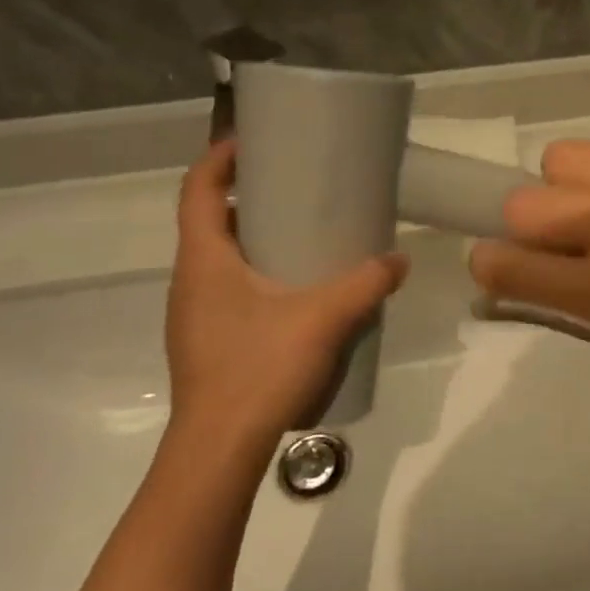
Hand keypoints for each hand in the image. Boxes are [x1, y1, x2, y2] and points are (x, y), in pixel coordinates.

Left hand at [166, 142, 407, 462]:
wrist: (219, 450)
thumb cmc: (259, 369)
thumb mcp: (323, 319)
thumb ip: (365, 285)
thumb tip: (399, 261)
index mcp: (204, 260)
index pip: (197, 189)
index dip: (220, 157)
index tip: (253, 140)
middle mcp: (190, 280)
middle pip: (209, 220)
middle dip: (246, 196)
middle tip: (293, 184)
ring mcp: (194, 315)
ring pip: (219, 258)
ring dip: (252, 237)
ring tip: (300, 233)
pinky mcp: (207, 341)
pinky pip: (228, 289)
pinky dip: (256, 274)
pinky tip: (295, 292)